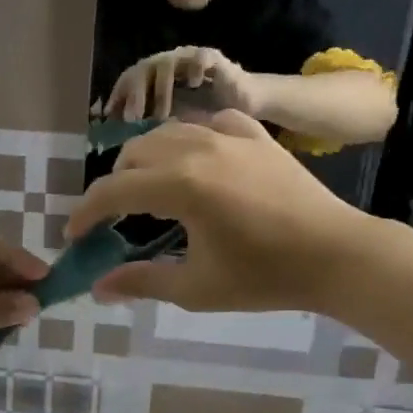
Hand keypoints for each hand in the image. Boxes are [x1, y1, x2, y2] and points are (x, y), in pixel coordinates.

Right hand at [68, 111, 369, 313]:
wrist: (337, 255)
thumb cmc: (265, 277)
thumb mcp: (196, 288)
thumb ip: (142, 282)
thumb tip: (98, 288)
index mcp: (179, 185)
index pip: (113, 190)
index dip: (85, 213)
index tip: (74, 236)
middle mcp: (196, 149)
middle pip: (133, 155)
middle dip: (114, 186)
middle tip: (115, 219)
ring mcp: (228, 136)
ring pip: (166, 133)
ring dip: (146, 160)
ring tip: (151, 190)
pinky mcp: (255, 135)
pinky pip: (209, 124)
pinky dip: (190, 140)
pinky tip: (197, 160)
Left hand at [105, 47, 251, 120]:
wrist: (243, 101)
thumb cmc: (206, 113)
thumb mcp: (173, 122)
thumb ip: (149, 126)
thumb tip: (122, 144)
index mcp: (155, 76)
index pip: (130, 78)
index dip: (118, 95)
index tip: (109, 117)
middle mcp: (169, 63)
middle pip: (143, 68)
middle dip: (135, 93)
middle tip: (133, 118)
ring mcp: (189, 58)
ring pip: (167, 63)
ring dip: (161, 89)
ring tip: (161, 115)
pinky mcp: (213, 57)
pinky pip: (199, 57)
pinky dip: (193, 69)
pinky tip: (192, 85)